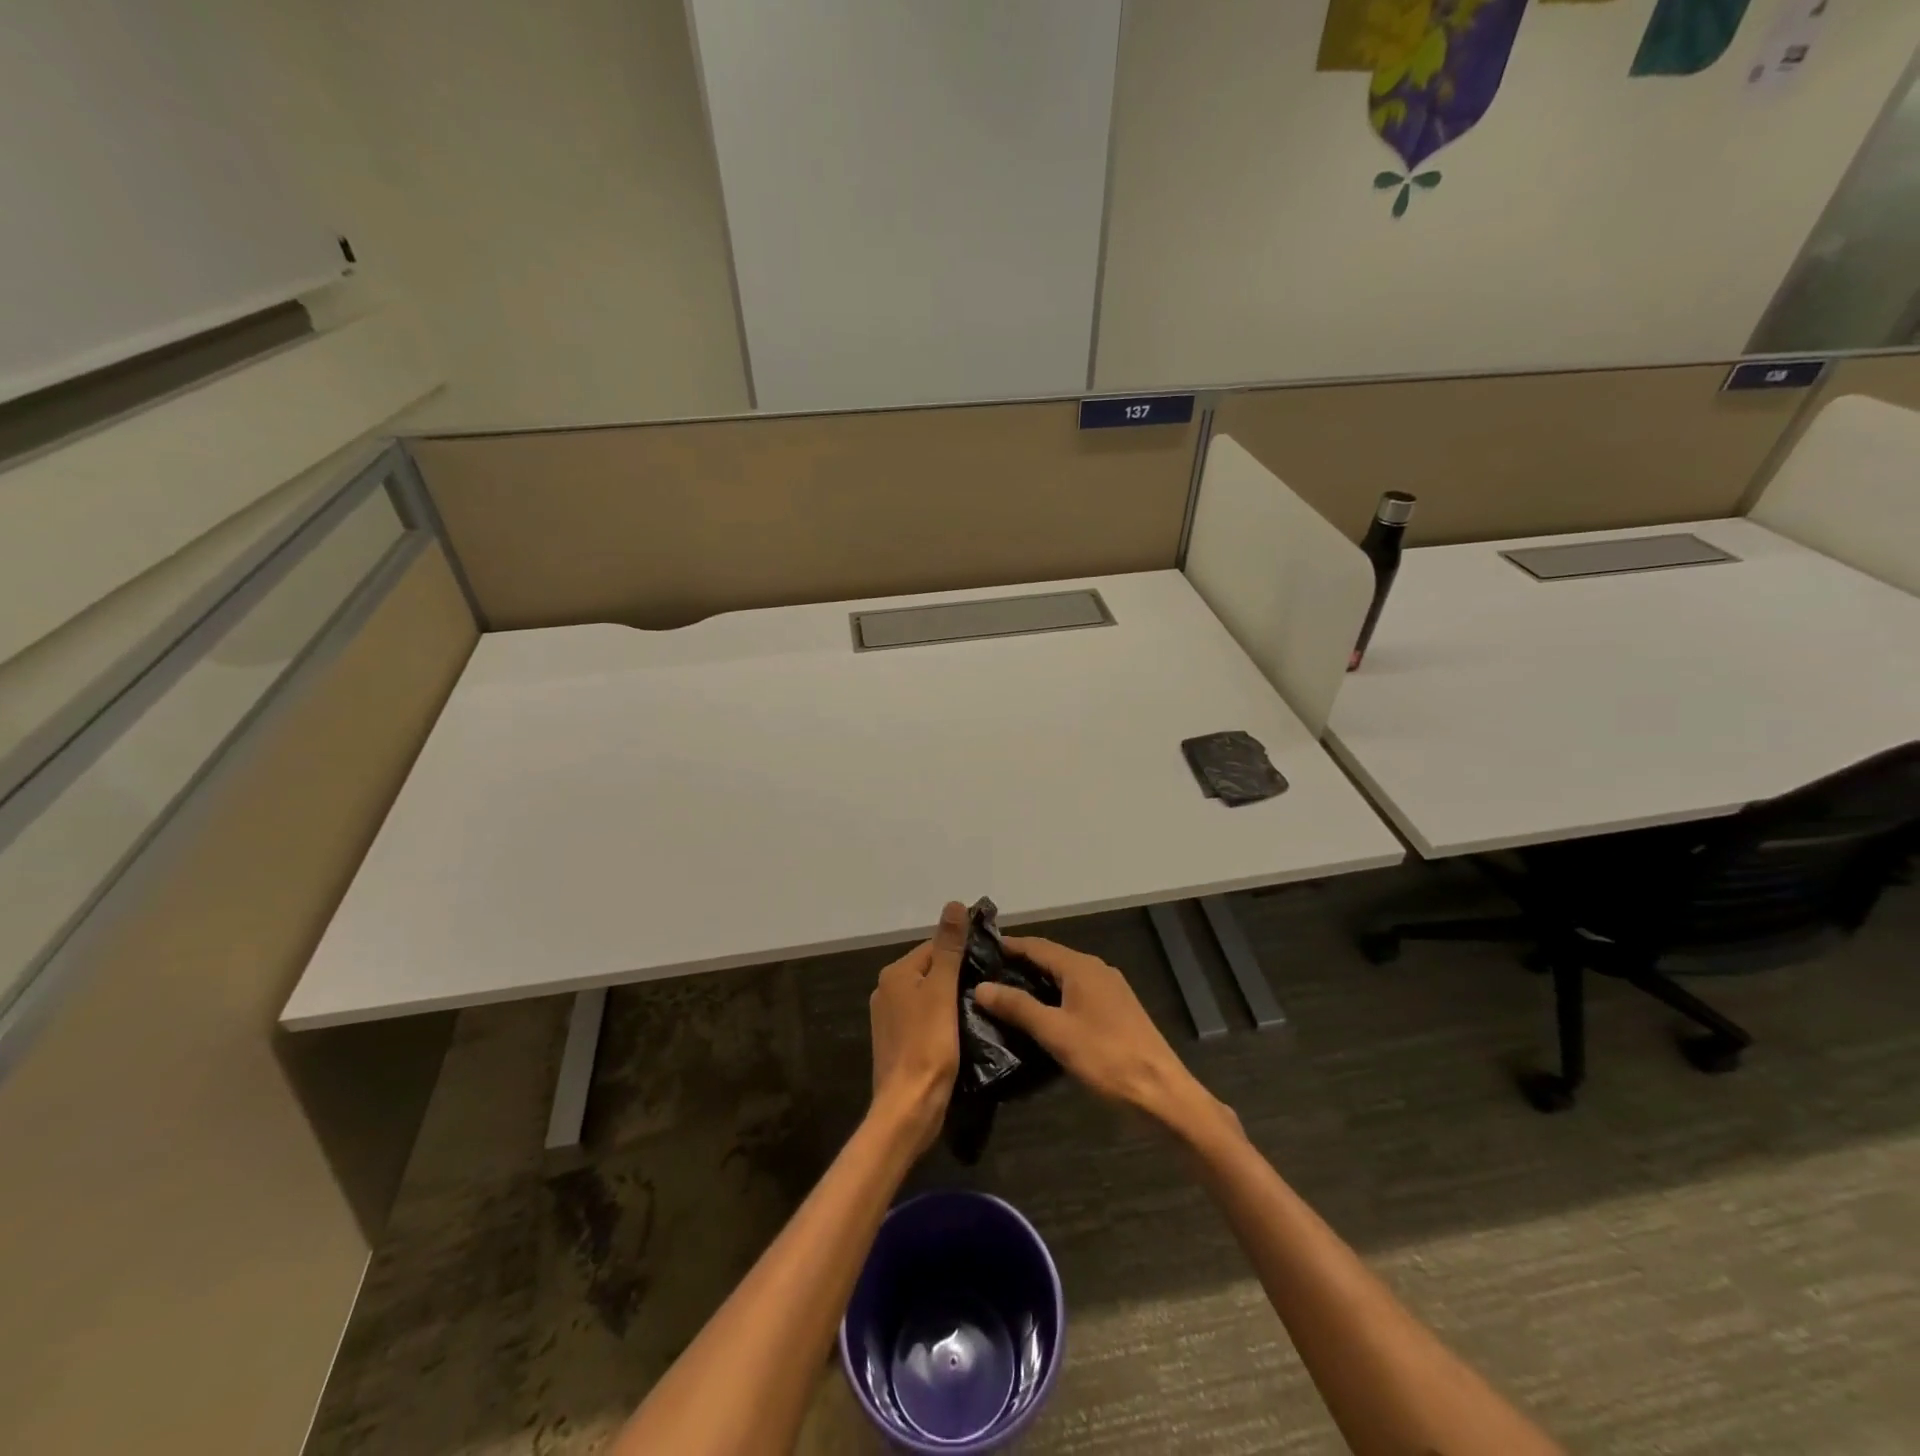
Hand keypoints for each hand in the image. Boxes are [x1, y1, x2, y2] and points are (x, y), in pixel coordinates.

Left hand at [868, 901, 965, 1150]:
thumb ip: (949, 948)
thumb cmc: (928, 1045)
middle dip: (957, 975)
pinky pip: (923, 1017)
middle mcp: (886, 990)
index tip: (990, 965)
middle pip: (930, 970)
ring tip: (979, 1007)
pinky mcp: (896, 1041)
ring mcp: (889, 1018)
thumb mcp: (943, 990)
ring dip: (950, 998)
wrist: (909, 1107)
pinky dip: (941, 1018)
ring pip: (928, 995)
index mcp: (895, 974)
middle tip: (989, 987)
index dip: (962, 953)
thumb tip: (954, 904)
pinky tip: (961, 1029)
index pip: (934, 947)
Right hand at [975, 936, 1221, 1134]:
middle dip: (1020, 963)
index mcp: (1081, 967)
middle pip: (1051, 957)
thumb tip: (980, 986)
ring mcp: (1110, 988)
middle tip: (986, 974)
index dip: (1008, 945)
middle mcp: (1096, 969)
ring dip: (1037, 981)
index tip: (980, 950)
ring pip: (1065, 976)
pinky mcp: (1116, 1009)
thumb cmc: (1105, 1057)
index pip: (1036, 945)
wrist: (1161, 1090)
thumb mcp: (1054, 1032)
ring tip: (1005, 994)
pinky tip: (1041, 1013)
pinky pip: (1077, 991)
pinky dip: (1054, 995)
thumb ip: (1017, 1007)